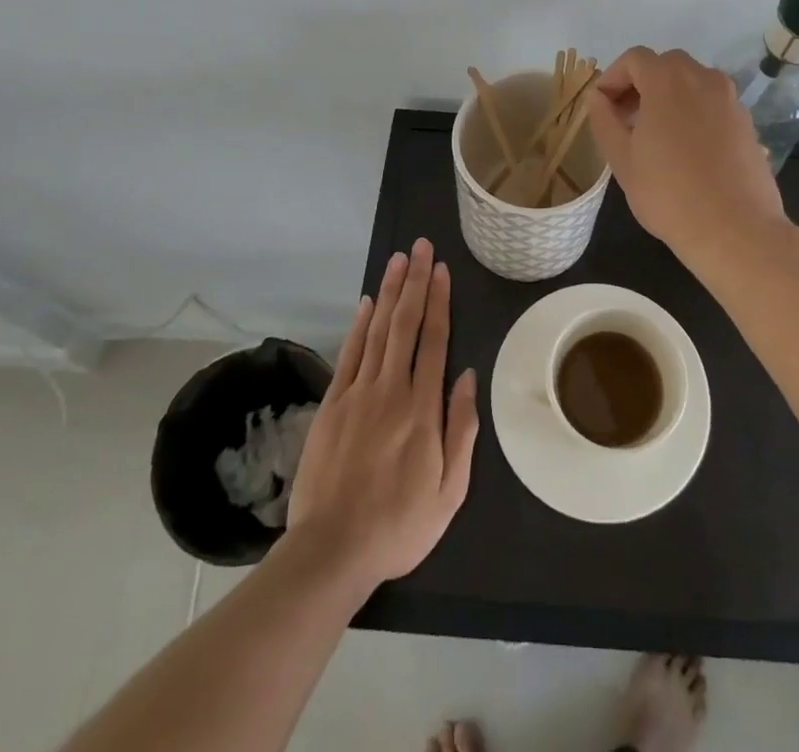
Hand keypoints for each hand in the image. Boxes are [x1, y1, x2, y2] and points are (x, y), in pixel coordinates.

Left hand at [286, 239, 479, 589]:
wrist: (332, 550)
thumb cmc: (399, 525)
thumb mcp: (450, 491)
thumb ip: (461, 429)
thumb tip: (467, 376)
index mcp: (423, 409)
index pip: (434, 340)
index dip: (439, 301)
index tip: (442, 270)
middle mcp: (391, 389)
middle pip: (405, 324)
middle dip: (415, 282)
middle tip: (420, 247)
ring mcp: (358, 394)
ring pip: (378, 330)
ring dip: (389, 292)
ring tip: (398, 260)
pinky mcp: (333, 404)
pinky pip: (349, 355)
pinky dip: (359, 325)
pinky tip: (368, 303)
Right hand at [586, 47, 786, 252]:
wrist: (735, 229)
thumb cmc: (669, 194)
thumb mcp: (622, 159)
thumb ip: (604, 120)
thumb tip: (597, 97)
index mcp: (668, 81)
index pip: (635, 58)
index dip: (613, 77)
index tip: (603, 106)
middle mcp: (703, 79)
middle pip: (666, 65)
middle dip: (641, 83)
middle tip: (625, 118)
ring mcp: (730, 99)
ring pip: (692, 82)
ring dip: (669, 96)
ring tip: (655, 134)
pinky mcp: (747, 122)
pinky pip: (713, 103)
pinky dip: (694, 111)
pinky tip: (686, 148)